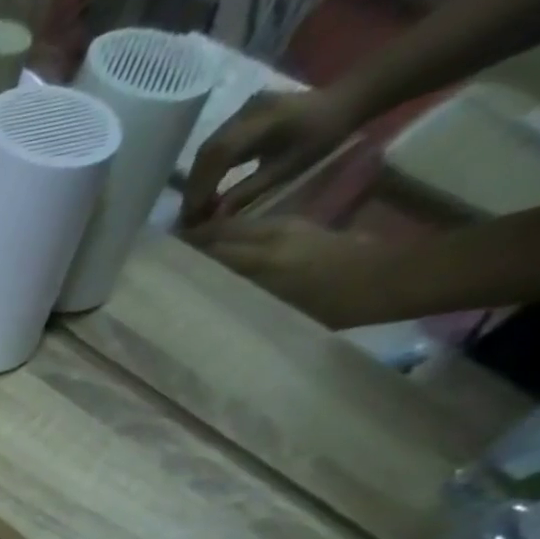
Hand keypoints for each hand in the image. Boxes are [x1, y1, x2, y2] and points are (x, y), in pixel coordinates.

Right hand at [181, 89, 362, 225]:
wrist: (343, 100)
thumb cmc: (322, 136)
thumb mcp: (288, 168)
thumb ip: (249, 191)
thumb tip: (214, 216)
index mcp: (264, 120)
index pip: (219, 155)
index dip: (201, 187)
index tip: (192, 217)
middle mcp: (247, 111)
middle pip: (207, 152)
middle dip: (194, 187)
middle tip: (188, 217)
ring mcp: (241, 111)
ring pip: (206, 150)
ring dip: (196, 181)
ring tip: (194, 207)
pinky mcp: (239, 117)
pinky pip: (214, 146)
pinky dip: (205, 170)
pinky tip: (205, 189)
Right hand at [182, 217, 399, 328]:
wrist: (385, 280)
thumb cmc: (333, 307)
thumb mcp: (277, 312)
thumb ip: (237, 299)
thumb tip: (200, 301)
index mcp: (262, 260)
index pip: (208, 249)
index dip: (180, 256)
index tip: (154, 268)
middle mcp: (268, 237)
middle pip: (216, 233)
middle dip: (188, 243)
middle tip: (161, 261)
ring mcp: (283, 228)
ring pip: (231, 227)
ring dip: (206, 238)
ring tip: (184, 255)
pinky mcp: (295, 226)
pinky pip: (250, 228)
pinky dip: (228, 237)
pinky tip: (219, 251)